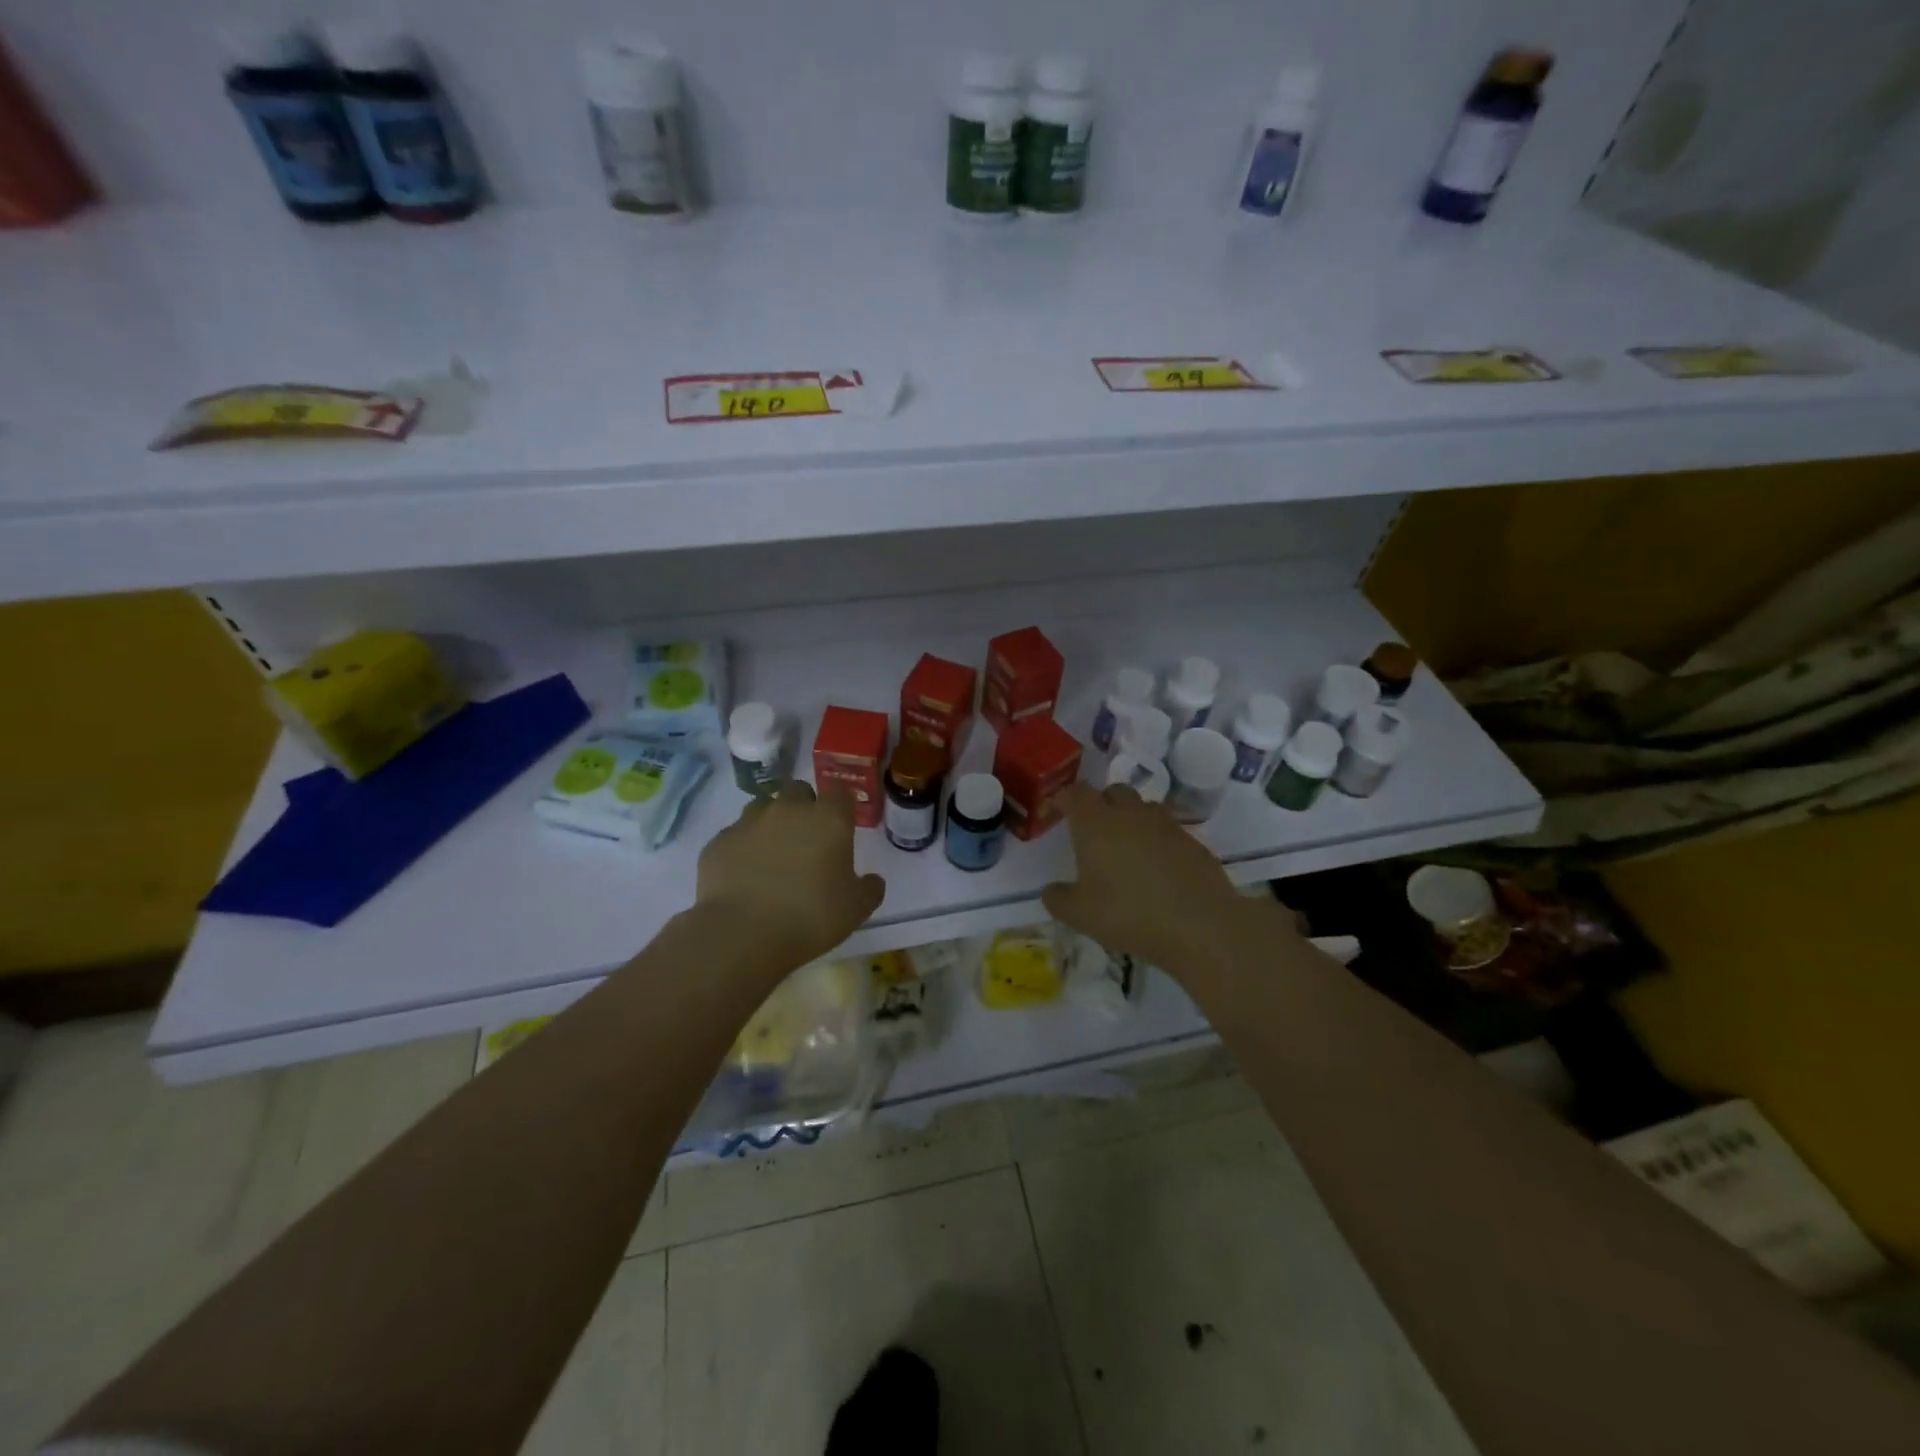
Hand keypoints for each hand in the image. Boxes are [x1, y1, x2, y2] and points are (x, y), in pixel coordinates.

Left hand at [695, 782, 885, 967]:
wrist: (742, 933)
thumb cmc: (810, 916)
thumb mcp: (856, 909)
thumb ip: (869, 889)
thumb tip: (872, 880)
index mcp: (828, 819)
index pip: (839, 791)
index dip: (840, 804)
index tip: (841, 823)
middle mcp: (789, 810)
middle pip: (799, 790)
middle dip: (804, 806)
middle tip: (807, 838)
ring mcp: (749, 822)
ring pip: (764, 807)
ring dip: (771, 822)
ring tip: (773, 854)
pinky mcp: (719, 841)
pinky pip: (736, 835)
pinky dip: (743, 847)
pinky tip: (744, 874)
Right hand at [1042, 783, 1294, 976]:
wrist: (1199, 925)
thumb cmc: (1128, 913)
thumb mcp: (1079, 915)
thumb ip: (1058, 899)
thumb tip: (1051, 890)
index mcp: (1096, 823)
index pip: (1075, 793)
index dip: (1064, 798)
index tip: (1058, 809)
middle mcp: (1130, 813)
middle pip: (1113, 792)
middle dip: (1101, 803)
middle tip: (1093, 829)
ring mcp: (1165, 825)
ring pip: (1143, 808)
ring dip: (1131, 819)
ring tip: (1126, 849)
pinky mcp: (1192, 841)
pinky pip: (1168, 831)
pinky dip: (1157, 841)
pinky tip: (1157, 869)